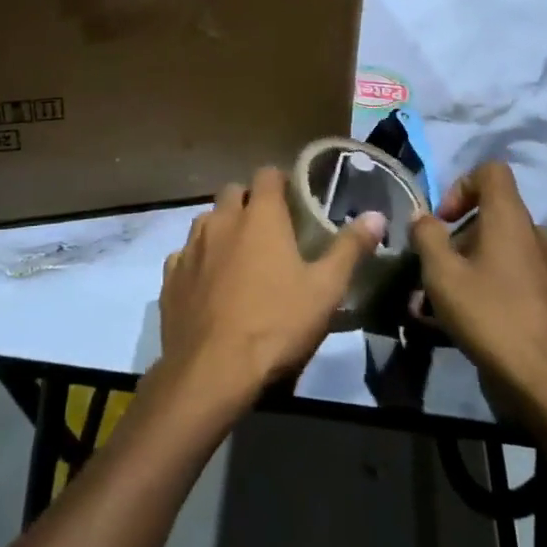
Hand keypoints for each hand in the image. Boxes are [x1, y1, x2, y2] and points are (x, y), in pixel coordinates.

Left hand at [159, 167, 381, 414]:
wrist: (212, 371)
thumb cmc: (276, 324)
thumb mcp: (325, 290)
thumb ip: (349, 249)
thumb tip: (376, 215)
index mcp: (260, 217)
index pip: (267, 175)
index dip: (280, 182)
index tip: (293, 199)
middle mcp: (221, 220)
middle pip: (234, 192)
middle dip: (250, 202)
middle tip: (268, 229)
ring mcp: (191, 247)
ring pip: (206, 221)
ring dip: (222, 228)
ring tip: (239, 256)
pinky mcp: (170, 277)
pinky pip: (184, 255)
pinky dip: (198, 261)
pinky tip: (209, 284)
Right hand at [411, 163, 546, 443]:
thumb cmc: (492, 317)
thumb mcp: (442, 274)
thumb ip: (427, 237)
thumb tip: (423, 217)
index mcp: (512, 219)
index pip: (491, 171)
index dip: (461, 186)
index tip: (442, 221)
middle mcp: (538, 235)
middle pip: (493, 218)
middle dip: (458, 241)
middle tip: (433, 274)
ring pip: (503, 255)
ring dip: (470, 270)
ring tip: (440, 307)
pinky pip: (517, 282)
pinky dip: (492, 292)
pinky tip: (469, 327)